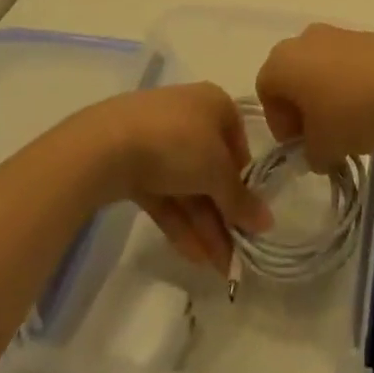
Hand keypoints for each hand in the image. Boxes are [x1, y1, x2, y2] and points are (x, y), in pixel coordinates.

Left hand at [83, 83, 271, 275]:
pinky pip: (164, 194)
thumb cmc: (177, 143)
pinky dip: (179, 221)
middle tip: (236, 256)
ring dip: (205, 226)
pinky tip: (193, 256)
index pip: (238, 145)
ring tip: (218, 269)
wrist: (105, 144)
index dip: (246, 183)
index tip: (250, 218)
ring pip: (187, 186)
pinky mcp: (132, 162)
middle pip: (212, 170)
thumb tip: (267, 222)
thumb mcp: (217, 172)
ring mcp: (157, 139)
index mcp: (214, 104)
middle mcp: (188, 115)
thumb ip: (241, 200)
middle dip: (224, 215)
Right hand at [255, 24, 373, 163]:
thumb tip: (317, 151)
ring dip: (328, 98)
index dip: (280, 124)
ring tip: (351, 126)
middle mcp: (303, 40)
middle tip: (322, 138)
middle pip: (292, 78)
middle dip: (303, 110)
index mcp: (282, 62)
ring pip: (320, 70)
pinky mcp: (365, 35)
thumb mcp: (324, 148)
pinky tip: (371, 108)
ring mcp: (336, 33)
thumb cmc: (352, 111)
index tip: (302, 146)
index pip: (266, 93)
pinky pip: (346, 64)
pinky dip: (350, 85)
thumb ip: (311, 154)